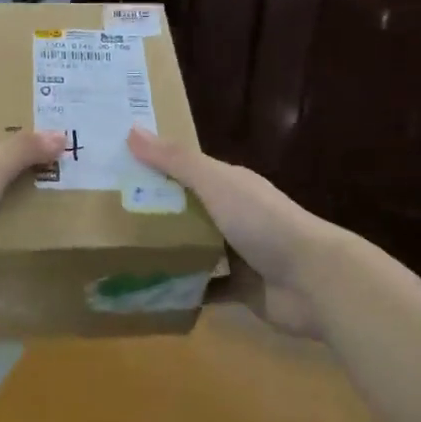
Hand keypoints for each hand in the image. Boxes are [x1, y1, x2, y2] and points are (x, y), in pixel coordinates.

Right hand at [126, 127, 334, 336]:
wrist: (314, 281)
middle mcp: (233, 214)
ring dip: (166, 251)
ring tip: (120, 254)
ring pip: (194, 248)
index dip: (154, 167)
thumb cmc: (263, 222)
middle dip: (153, 211)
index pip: (186, 170)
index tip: (115, 169)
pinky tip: (151, 291)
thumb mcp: (215, 183)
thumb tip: (131, 130)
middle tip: (106, 215)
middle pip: (186, 209)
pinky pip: (204, 287)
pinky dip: (183, 289)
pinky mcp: (240, 289)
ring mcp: (238, 253)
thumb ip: (176, 160)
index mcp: (229, 185)